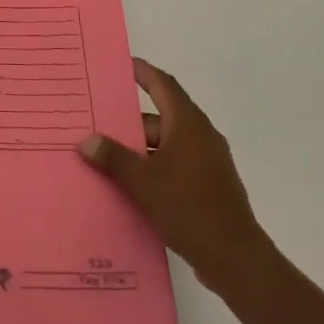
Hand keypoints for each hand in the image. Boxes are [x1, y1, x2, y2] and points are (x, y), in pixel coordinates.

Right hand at [77, 58, 266, 285]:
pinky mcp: (210, 186)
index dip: (142, 72)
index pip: (162, 84)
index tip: (120, 64)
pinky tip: (132, 186)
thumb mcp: (143, 182)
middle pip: (160, 117)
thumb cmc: (189, 208)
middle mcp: (200, 135)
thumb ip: (114, 158)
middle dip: (130, 121)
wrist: (236, 260)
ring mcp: (208, 162)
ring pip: (167, 144)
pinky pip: (176, 165)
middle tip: (98, 122)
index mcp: (188, 123)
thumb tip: (86, 140)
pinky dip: (154, 168)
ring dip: (140, 149)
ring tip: (107, 157)